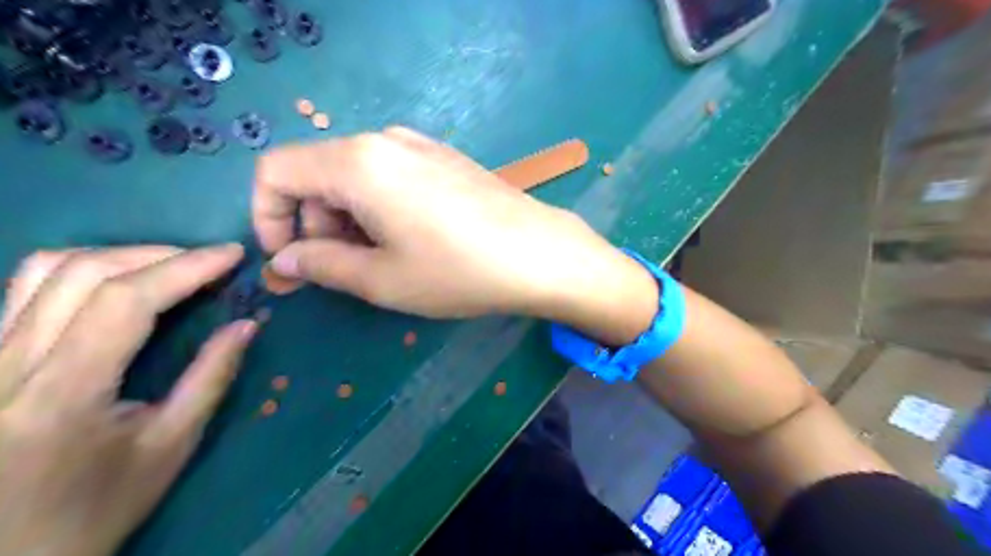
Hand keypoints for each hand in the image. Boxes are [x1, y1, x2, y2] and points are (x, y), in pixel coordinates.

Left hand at [0, 246, 259, 555]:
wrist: (8, 552)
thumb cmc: (98, 505)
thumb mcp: (171, 445)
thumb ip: (210, 378)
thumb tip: (247, 325)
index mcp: (63, 394)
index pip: (126, 301)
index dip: (186, 267)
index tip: (232, 255)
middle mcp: (7, 366)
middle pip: (82, 271)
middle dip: (159, 254)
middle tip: (209, 261)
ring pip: (43, 270)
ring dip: (120, 255)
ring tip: (169, 266)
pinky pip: (27, 289)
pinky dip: (84, 270)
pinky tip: (121, 283)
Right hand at [252, 125, 656, 334]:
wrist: (540, 254)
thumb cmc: (458, 271)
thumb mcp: (382, 279)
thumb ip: (322, 264)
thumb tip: (285, 258)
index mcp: (357, 162)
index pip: (277, 171)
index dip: (266, 216)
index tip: (288, 260)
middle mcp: (385, 140)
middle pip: (318, 174)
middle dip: (314, 224)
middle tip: (339, 270)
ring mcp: (421, 145)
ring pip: (355, 175)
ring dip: (348, 219)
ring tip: (378, 261)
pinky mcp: (445, 158)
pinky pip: (391, 175)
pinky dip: (379, 207)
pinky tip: (408, 239)